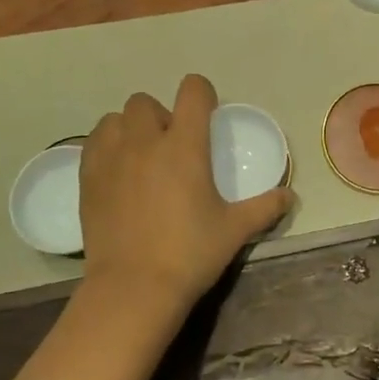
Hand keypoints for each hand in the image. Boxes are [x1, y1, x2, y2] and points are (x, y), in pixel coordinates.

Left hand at [79, 75, 292, 316]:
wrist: (133, 288)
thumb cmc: (189, 254)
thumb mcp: (234, 230)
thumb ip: (264, 208)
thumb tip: (290, 195)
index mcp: (184, 145)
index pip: (193, 91)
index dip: (201, 94)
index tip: (206, 113)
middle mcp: (145, 140)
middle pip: (146, 101)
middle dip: (160, 115)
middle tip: (171, 146)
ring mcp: (112, 157)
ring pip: (116, 118)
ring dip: (130, 128)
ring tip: (140, 156)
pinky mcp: (88, 177)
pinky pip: (94, 142)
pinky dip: (106, 146)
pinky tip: (118, 172)